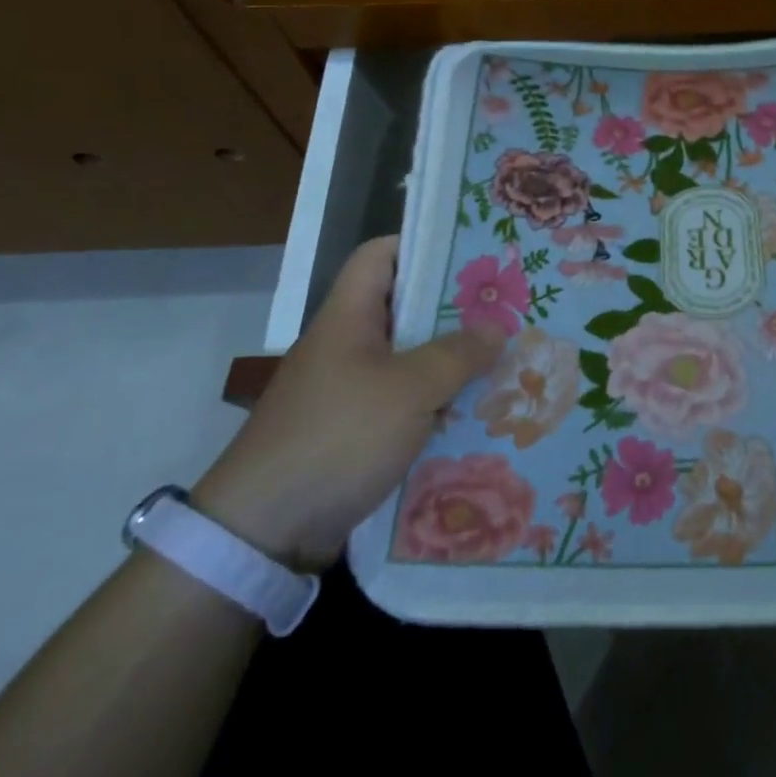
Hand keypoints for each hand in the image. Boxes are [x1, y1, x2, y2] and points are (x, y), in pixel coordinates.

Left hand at [193, 236, 502, 570]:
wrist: (266, 531)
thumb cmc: (338, 437)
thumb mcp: (408, 389)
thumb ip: (457, 353)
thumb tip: (496, 328)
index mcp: (349, 316)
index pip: (381, 255)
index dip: (423, 245)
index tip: (474, 252)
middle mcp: (348, 345)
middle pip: (406, 307)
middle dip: (457, 307)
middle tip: (509, 305)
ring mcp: (351, 389)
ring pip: (412, 357)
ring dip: (453, 358)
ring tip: (507, 354)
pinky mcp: (357, 430)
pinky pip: (407, 400)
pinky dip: (440, 399)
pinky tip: (479, 408)